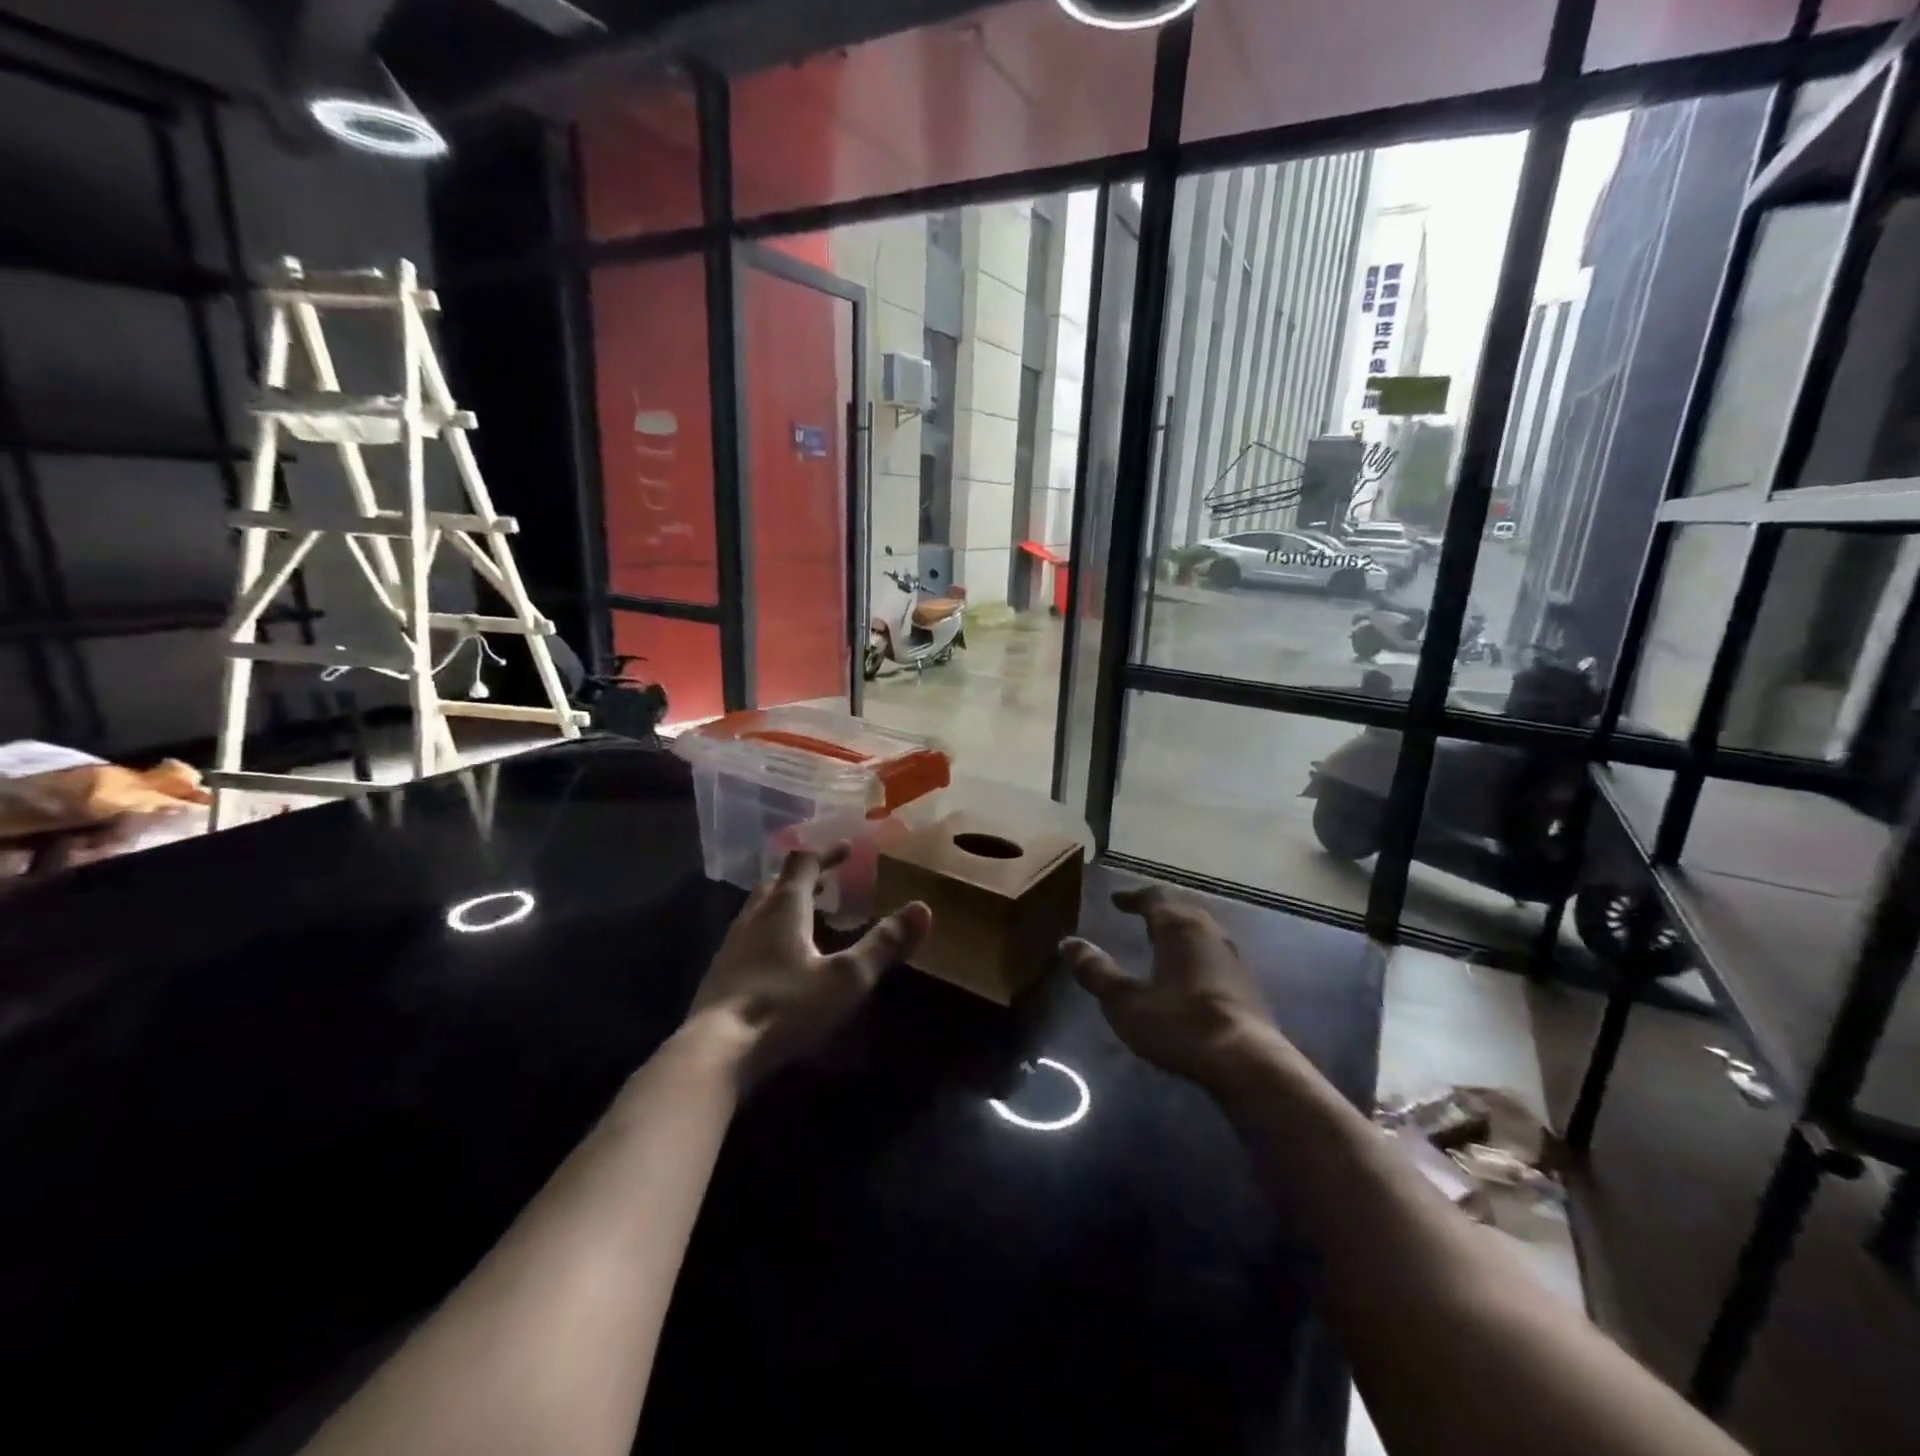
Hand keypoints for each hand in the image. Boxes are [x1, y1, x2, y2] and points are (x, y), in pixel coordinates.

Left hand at [688, 846, 930, 1087]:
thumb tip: (923, 908)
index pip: (804, 863)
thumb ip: (883, 944)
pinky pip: (747, 939)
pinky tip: (778, 961)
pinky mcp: (720, 976)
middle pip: (776, 882)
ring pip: (757, 910)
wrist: (715, 1053)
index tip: (847, 849)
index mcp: (784, 908)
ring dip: (782, 904)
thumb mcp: (846, 978)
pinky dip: (768, 934)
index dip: (827, 853)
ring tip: (806, 917)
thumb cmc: (785, 1007)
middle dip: (802, 877)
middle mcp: (753, 918)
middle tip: (826, 881)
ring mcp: (731, 947)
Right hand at [1059, 885, 1284, 1090]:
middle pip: (1183, 910)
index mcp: (1179, 928)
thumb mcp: (1124, 1000)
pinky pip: (1216, 955)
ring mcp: (1234, 959)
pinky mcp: (1249, 986)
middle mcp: (1209, 933)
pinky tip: (1192, 974)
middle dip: (1160, 910)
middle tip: (1141, 915)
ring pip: (1203, 932)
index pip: (1154, 898)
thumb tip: (1068, 943)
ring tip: (1165, 941)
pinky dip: (1197, 954)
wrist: (1247, 1063)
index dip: (1133, 897)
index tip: (1116, 900)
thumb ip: (1096, 971)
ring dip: (1182, 931)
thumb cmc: (1179, 1023)